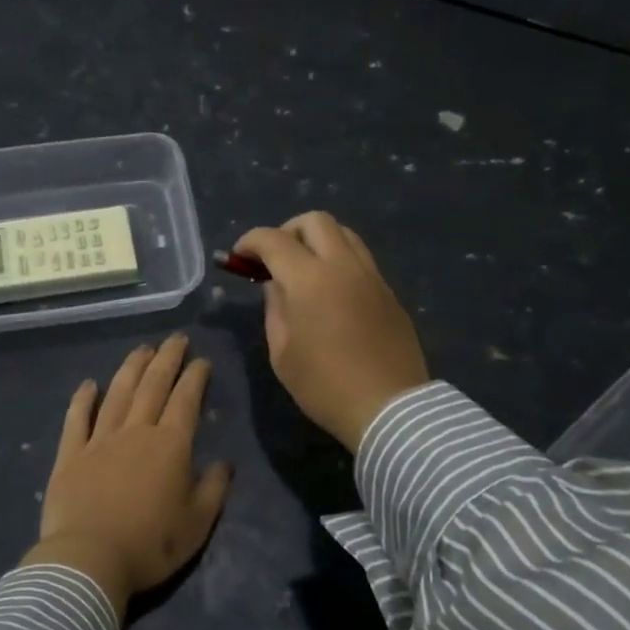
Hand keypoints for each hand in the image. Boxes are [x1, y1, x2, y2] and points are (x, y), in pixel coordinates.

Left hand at [23, 334, 231, 616]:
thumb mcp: (197, 524)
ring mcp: (99, 440)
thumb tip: (224, 463)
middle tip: (175, 339)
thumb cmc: (150, 545)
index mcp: (170, 447)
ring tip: (141, 350)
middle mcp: (135, 432)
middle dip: (166, 360)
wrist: (89, 559)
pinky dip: (82, 399)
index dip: (194, 377)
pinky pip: (77, 419)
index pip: (185, 401)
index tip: (201, 360)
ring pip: (117, 394)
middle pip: (152, 387)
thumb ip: (213, 489)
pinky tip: (88, 384)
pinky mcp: (70, 455)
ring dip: (130, 368)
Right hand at [235, 211, 429, 452]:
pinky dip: (339, 260)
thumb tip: (275, 284)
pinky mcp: (389, 292)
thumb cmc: (325, 386)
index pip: (273, 239)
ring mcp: (372, 276)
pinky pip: (361, 259)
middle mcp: (343, 266)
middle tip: (275, 258)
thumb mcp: (282, 353)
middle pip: (315, 221)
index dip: (250, 242)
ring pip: (344, 233)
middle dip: (287, 230)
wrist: (389, 409)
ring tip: (304, 269)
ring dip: (318, 240)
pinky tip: (331, 291)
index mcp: (310, 280)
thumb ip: (275, 309)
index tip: (240, 257)